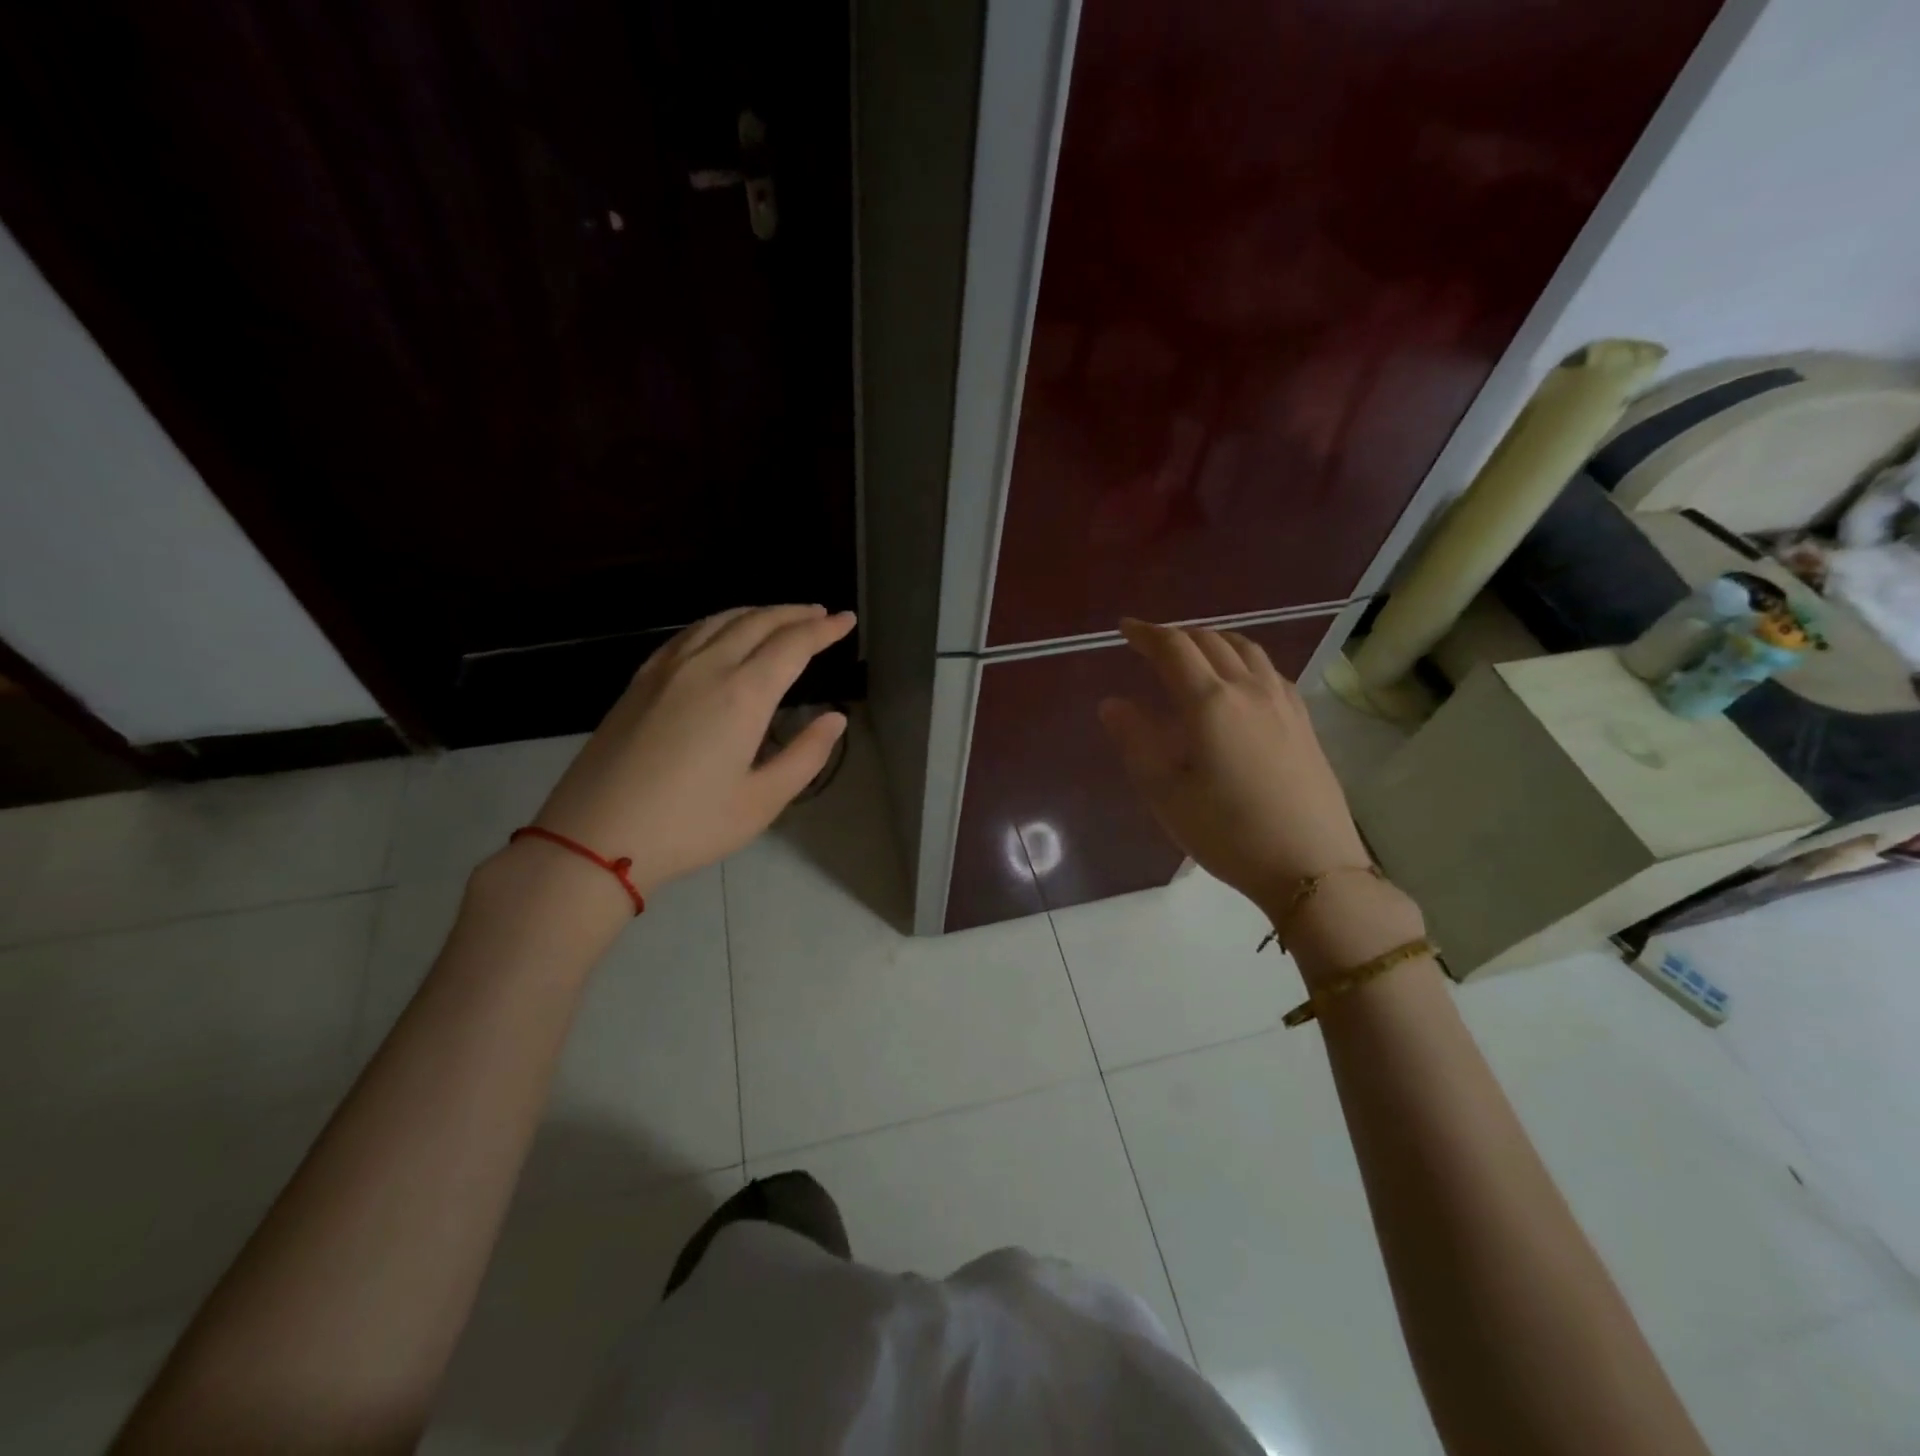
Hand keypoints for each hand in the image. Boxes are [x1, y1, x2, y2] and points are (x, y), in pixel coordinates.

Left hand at [527, 605, 854, 897]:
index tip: (846, 621)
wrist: (593, 837)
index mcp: (743, 695)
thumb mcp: (762, 802)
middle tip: (821, 614)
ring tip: (780, 617)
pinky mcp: (640, 681)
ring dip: (757, 613)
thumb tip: (835, 719)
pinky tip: (721, 633)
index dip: (823, 630)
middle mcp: (707, 668)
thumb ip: (805, 756)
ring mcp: (667, 670)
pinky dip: (718, 623)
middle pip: (758, 622)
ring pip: (720, 621)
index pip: (793, 645)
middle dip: (794, 614)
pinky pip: (688, 634)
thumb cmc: (688, 826)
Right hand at [1098, 619, 1370, 908]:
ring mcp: (1282, 702)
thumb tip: (1112, 703)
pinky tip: (1238, 679)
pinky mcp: (1303, 720)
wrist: (1310, 865)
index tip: (1125, 629)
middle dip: (1176, 635)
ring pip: (1245, 649)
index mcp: (1210, 703)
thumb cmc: (1227, 832)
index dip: (1146, 634)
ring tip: (1193, 651)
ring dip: (1212, 640)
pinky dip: (1242, 658)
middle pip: (1210, 640)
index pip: (1173, 649)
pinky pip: (1268, 669)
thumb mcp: (1165, 793)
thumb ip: (1136, 741)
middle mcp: (1249, 689)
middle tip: (1151, 644)